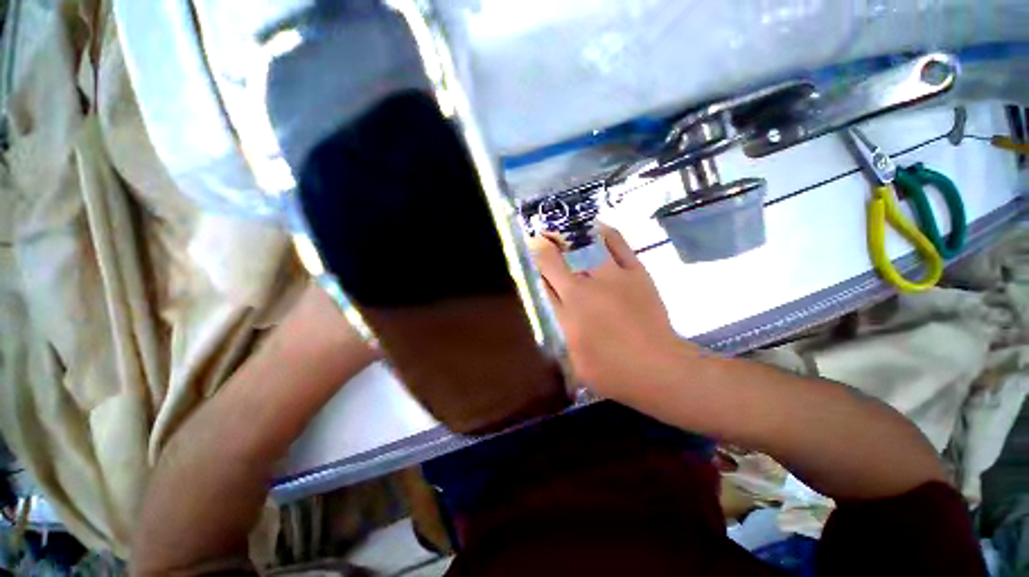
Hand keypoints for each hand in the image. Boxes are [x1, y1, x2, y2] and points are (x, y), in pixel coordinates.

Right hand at [528, 225, 694, 398]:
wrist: (658, 368)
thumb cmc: (611, 371)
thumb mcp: (573, 358)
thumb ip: (561, 327)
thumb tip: (555, 305)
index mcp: (568, 307)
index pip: (545, 274)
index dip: (536, 257)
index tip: (532, 246)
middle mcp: (585, 286)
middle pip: (561, 257)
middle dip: (548, 243)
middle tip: (543, 235)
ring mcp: (612, 276)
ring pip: (586, 246)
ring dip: (572, 236)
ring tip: (566, 230)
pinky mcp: (636, 272)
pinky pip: (618, 243)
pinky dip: (605, 232)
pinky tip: (597, 227)